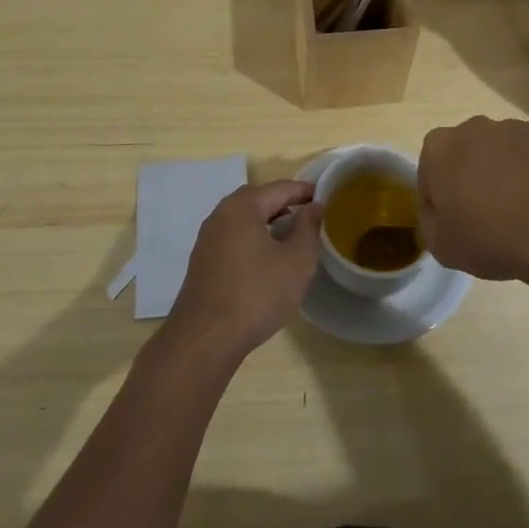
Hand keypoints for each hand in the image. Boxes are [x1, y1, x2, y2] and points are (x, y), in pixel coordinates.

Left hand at [165, 180, 323, 359]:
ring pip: (244, 220)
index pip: (280, 188)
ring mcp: (207, 239)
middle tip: (309, 215)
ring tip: (291, 237)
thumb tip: (313, 206)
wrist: (205, 339)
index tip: (326, 197)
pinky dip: (253, 238)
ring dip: (267, 222)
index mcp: (243, 207)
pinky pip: (233, 238)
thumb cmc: (257, 294)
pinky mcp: (202, 262)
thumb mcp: (296, 261)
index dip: (305, 191)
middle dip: (284, 203)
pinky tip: (266, 260)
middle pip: (258, 199)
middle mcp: (220, 215)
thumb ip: (308, 228)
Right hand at [418, 116, 528, 281]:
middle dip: (473, 178)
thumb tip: (439, 212)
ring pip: (504, 151)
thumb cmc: (490, 237)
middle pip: (467, 154)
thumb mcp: (441, 246)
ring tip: (525, 211)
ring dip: (508, 173)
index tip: (455, 223)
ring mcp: (516, 127)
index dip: (440, 199)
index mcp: (439, 148)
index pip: (430, 172)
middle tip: (488, 216)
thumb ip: (430, 221)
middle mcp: (474, 127)